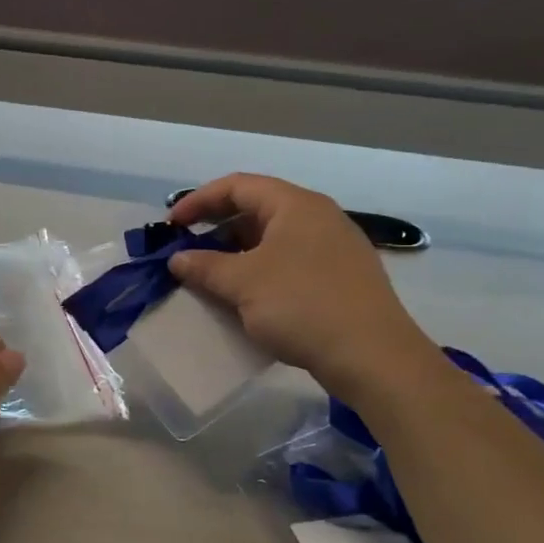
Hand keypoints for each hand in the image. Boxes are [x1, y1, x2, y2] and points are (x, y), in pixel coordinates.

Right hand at [168, 174, 440, 398]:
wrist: (372, 355)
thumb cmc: (302, 305)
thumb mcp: (242, 284)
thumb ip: (205, 266)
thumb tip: (178, 258)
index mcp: (296, 205)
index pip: (238, 186)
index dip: (199, 201)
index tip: (171, 225)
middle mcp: (318, 217)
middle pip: (256, 209)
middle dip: (216, 228)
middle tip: (187, 250)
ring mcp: (333, 248)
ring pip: (273, 238)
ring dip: (236, 253)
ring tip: (211, 276)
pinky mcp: (340, 277)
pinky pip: (289, 262)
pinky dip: (260, 271)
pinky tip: (246, 297)